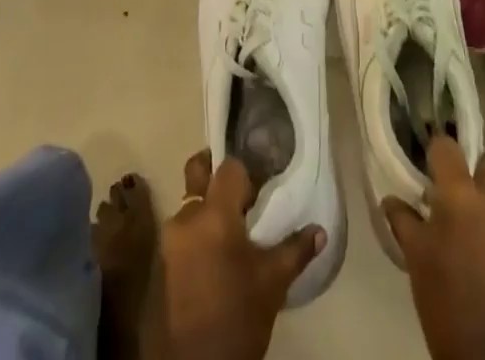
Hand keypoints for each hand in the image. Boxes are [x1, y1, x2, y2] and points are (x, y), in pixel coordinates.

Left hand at [159, 150, 323, 359]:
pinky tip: (219, 250)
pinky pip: (184, 227)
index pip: (229, 167)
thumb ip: (295, 249)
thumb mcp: (273, 282)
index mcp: (214, 214)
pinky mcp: (164, 261)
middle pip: (197, 172)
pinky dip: (199, 228)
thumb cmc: (239, 316)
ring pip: (190, 202)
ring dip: (208, 205)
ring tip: (233, 226)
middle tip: (240, 190)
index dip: (247, 172)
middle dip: (215, 171)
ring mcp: (171, 239)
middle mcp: (187, 217)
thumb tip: (320, 231)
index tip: (261, 187)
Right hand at [382, 138, 484, 359]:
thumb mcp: (416, 260)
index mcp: (461, 195)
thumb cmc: (446, 305)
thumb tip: (392, 199)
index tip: (427, 167)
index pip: (447, 146)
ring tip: (471, 223)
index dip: (435, 152)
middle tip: (453, 192)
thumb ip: (403, 220)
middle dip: (471, 170)